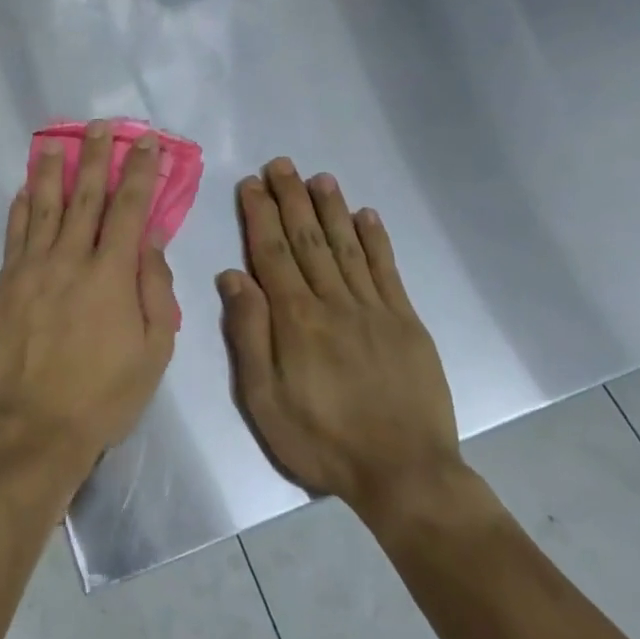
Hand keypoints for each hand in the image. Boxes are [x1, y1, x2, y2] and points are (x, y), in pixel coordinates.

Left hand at [0, 122, 180, 479]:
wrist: (36, 426)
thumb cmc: (104, 394)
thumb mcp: (154, 351)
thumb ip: (155, 289)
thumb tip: (149, 239)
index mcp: (112, 274)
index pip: (130, 209)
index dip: (139, 172)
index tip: (145, 142)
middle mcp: (71, 259)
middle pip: (86, 196)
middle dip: (96, 157)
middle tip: (100, 126)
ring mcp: (33, 268)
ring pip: (43, 206)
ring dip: (51, 170)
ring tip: (55, 142)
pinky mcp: (6, 282)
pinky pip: (14, 234)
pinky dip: (20, 207)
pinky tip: (23, 188)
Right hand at [219, 160, 462, 512]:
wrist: (405, 474)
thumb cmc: (322, 440)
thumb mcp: (264, 400)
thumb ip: (248, 334)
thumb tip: (233, 276)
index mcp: (296, 319)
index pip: (272, 253)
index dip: (261, 215)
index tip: (251, 183)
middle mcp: (333, 302)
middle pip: (308, 239)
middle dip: (292, 199)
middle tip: (281, 164)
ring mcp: (374, 309)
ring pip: (347, 246)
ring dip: (331, 209)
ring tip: (319, 178)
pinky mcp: (406, 322)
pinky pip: (388, 270)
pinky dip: (376, 240)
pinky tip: (367, 215)